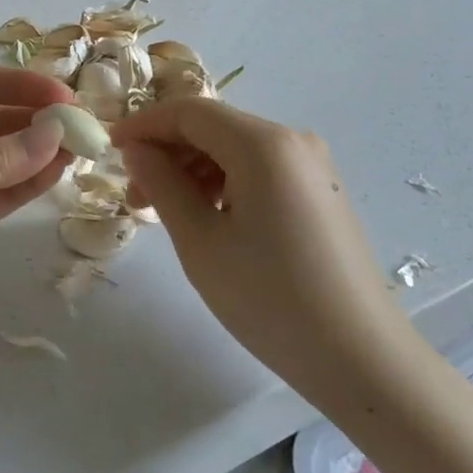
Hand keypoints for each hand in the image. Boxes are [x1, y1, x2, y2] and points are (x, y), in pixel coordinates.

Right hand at [112, 99, 414, 410]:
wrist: (363, 361)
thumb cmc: (271, 300)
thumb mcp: (200, 242)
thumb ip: (162, 184)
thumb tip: (136, 150)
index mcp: (264, 144)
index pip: (190, 112)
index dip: (144, 124)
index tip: (110, 149)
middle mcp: (292, 141)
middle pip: (213, 127)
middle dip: (167, 151)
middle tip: (134, 195)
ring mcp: (311, 166)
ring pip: (234, 148)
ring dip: (192, 169)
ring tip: (165, 212)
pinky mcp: (319, 192)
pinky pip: (258, 169)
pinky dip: (223, 182)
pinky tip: (207, 217)